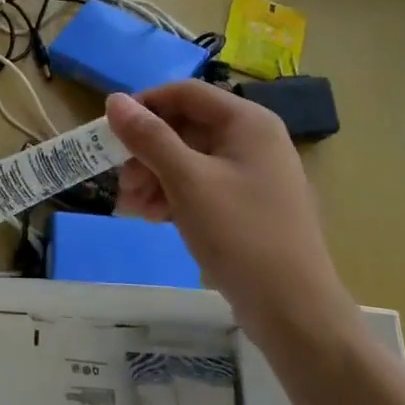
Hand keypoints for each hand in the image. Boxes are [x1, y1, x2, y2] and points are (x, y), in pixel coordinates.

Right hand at [105, 83, 353, 327]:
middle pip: (184, 128)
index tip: (111, 132)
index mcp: (247, 122)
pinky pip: (201, 186)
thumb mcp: (187, 181)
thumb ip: (148, 137)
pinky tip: (153, 218)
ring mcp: (251, 175)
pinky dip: (173, 196)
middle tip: (122, 184)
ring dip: (154, 178)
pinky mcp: (247, 206)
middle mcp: (252, 140)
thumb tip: (114, 99)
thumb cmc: (240, 233)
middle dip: (146, 153)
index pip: (185, 93)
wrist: (293, 311)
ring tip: (132, 208)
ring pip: (188, 160)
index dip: (145, 105)